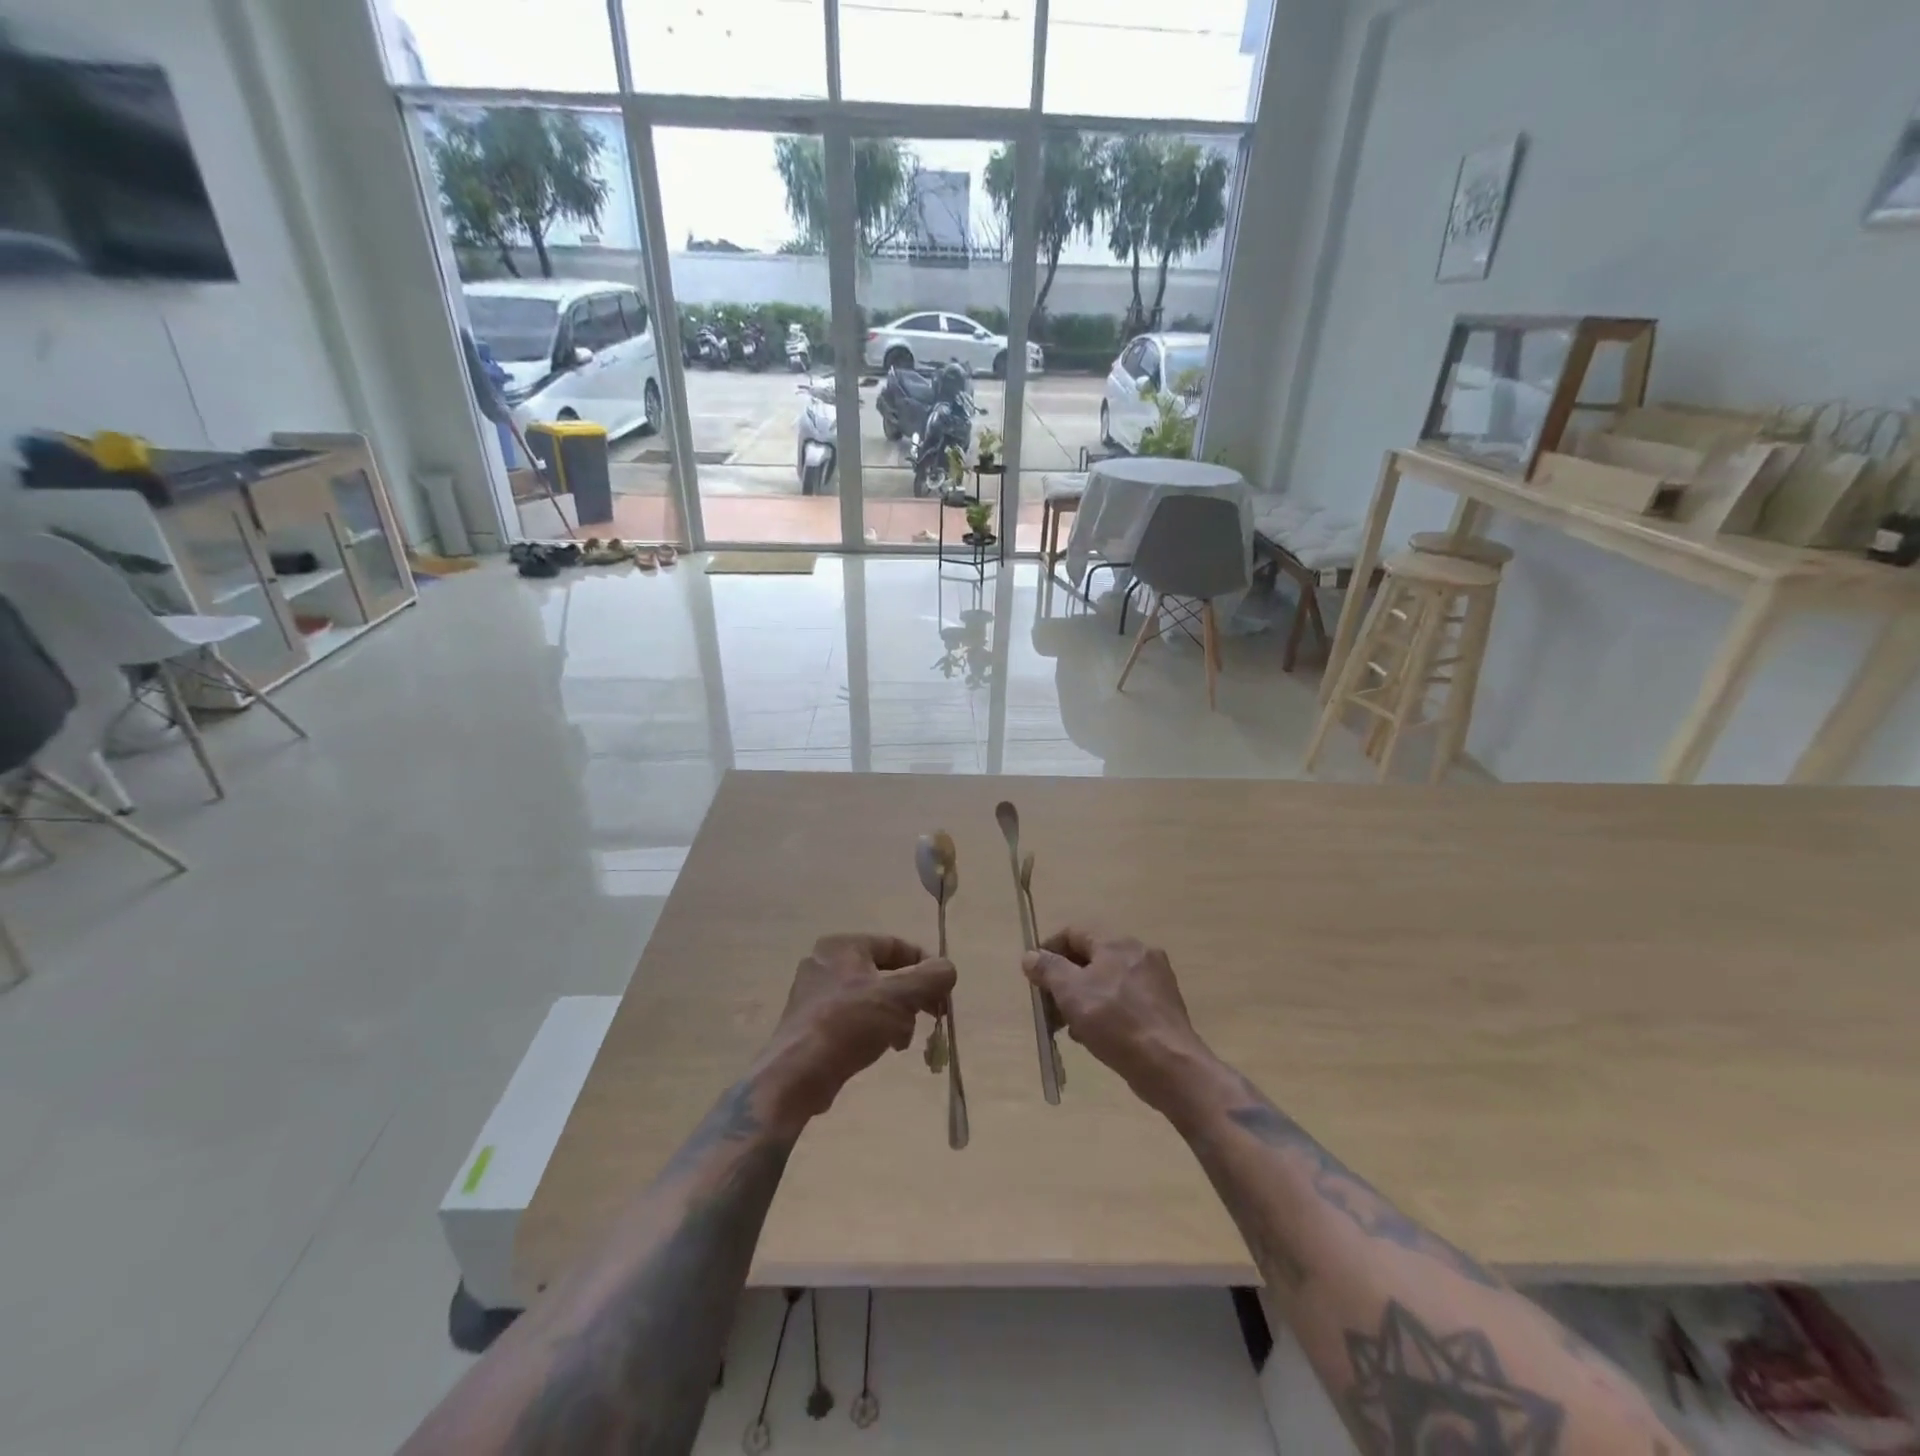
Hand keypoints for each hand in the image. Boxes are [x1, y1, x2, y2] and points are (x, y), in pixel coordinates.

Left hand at [754, 934, 955, 1134]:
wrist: (797, 1075)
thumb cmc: (849, 1024)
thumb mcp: (899, 996)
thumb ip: (931, 977)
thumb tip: (948, 969)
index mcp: (843, 946)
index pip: (896, 945)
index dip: (925, 966)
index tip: (943, 992)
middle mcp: (825, 962)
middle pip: (884, 972)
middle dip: (911, 997)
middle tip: (930, 1017)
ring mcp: (814, 993)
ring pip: (871, 997)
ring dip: (895, 1015)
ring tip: (902, 1041)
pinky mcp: (810, 1022)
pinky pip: (853, 1016)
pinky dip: (873, 1028)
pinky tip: (882, 1048)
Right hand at [1023, 928, 1209, 1109]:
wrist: (1169, 1065)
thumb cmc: (1115, 1022)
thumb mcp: (1071, 992)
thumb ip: (1048, 969)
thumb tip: (1030, 956)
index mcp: (1116, 942)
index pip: (1073, 932)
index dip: (1049, 950)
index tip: (1034, 977)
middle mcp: (1139, 952)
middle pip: (1091, 957)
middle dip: (1065, 980)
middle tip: (1049, 1007)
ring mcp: (1155, 980)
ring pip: (1107, 981)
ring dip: (1083, 999)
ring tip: (1070, 1027)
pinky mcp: (1163, 1006)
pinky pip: (1124, 1000)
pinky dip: (1105, 1011)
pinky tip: (1095, 1036)